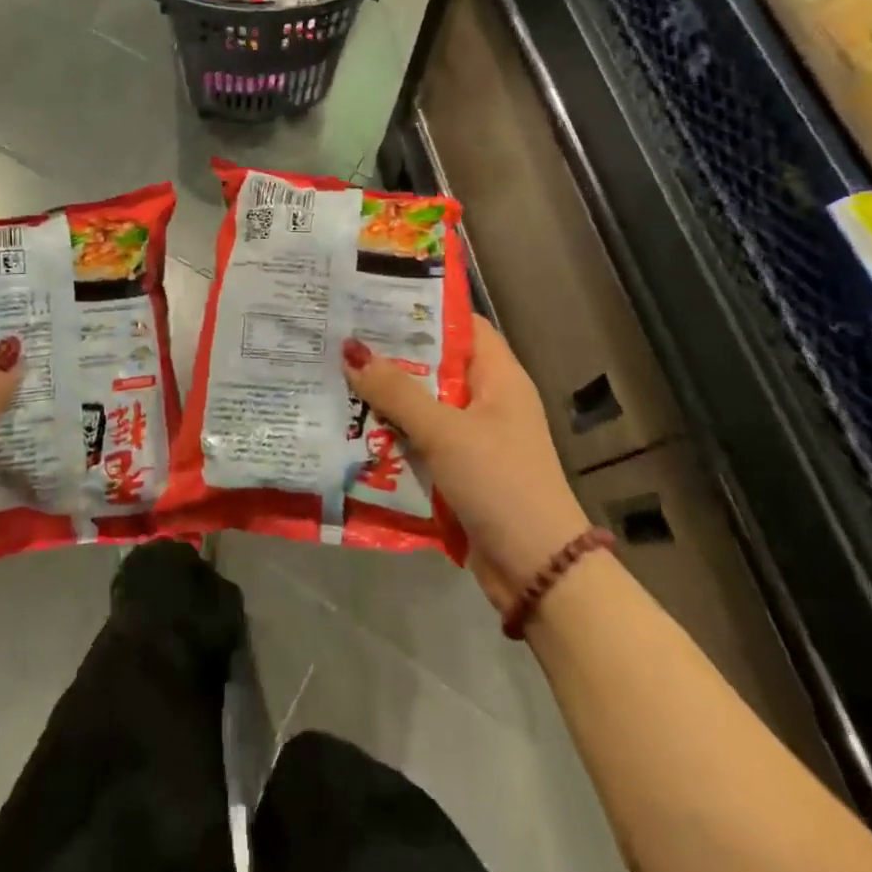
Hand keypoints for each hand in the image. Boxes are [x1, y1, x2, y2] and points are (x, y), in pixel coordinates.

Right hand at [343, 317, 588, 612]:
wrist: (537, 571)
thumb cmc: (500, 483)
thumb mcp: (445, 431)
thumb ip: (396, 391)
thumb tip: (351, 349)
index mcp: (498, 376)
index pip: (460, 323)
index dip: (421, 309)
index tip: (373, 300)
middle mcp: (487, 399)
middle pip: (434, 364)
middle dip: (391, 354)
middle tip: (339, 336)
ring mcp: (473, 436)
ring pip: (422, 403)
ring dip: (385, 396)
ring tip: (334, 374)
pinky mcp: (460, 469)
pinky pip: (420, 439)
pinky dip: (392, 433)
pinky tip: (350, 426)